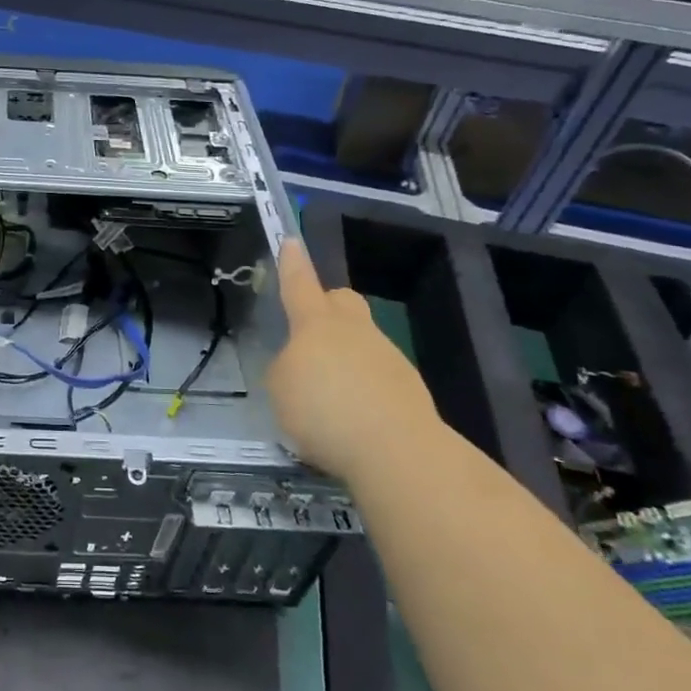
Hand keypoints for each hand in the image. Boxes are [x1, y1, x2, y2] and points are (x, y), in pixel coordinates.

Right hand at [267, 239, 439, 477]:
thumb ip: (286, 369)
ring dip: (344, 361)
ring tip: (326, 402)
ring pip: (362, 343)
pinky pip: (377, 378)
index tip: (291, 240)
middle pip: (343, 302)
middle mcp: (355, 331)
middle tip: (311, 336)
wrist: (397, 451)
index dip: (293, 263)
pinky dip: (362, 392)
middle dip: (327, 307)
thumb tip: (301, 366)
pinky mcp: (409, 389)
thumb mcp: (281, 389)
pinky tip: (352, 423)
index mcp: (316, 325)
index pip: (300, 284)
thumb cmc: (324, 411)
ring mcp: (388, 358)